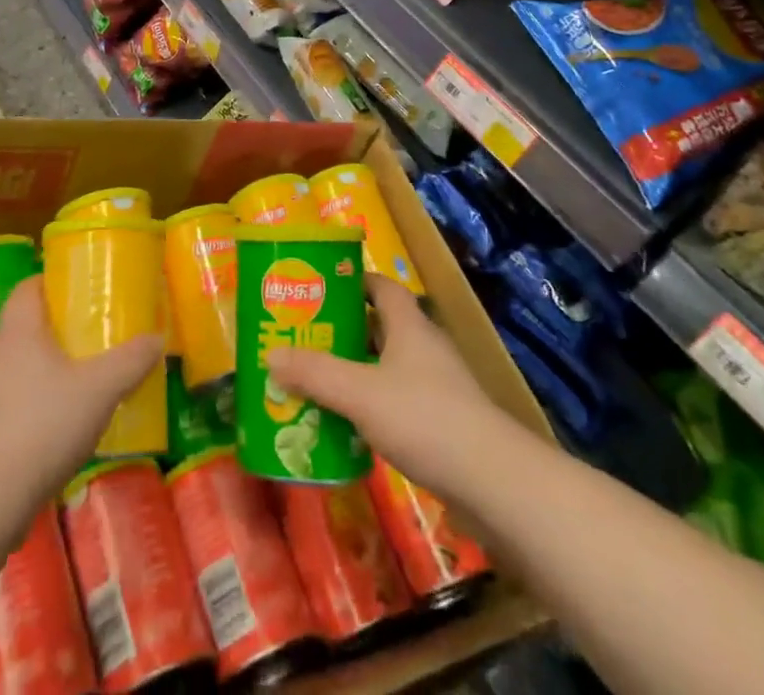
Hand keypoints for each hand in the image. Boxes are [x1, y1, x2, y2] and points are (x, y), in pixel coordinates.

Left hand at [0, 277, 162, 507]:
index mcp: (19, 329)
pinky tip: (61, 424)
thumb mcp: (100, 389)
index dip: (53, 283)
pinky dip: (36, 403)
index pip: (29, 287)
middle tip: (92, 333)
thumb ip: (131, 361)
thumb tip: (157, 338)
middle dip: (57, 327)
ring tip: (83, 379)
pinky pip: (13, 401)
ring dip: (47, 367)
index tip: (81, 289)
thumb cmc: (44, 424)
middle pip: (26, 325)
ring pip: (20, 365)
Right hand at [266, 275, 503, 501]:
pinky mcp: (442, 422)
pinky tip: (348, 426)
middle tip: (305, 338)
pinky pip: (397, 401)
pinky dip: (371, 406)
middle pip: (380, 326)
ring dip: (355, 371)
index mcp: (409, 324)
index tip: (319, 288)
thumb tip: (270, 354)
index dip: (351, 281)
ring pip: (387, 366)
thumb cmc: (424, 418)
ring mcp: (437, 386)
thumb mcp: (360, 393)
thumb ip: (315, 373)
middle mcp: (424, 347)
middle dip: (344, 330)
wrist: (493, 481)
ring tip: (316, 381)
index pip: (381, 286)